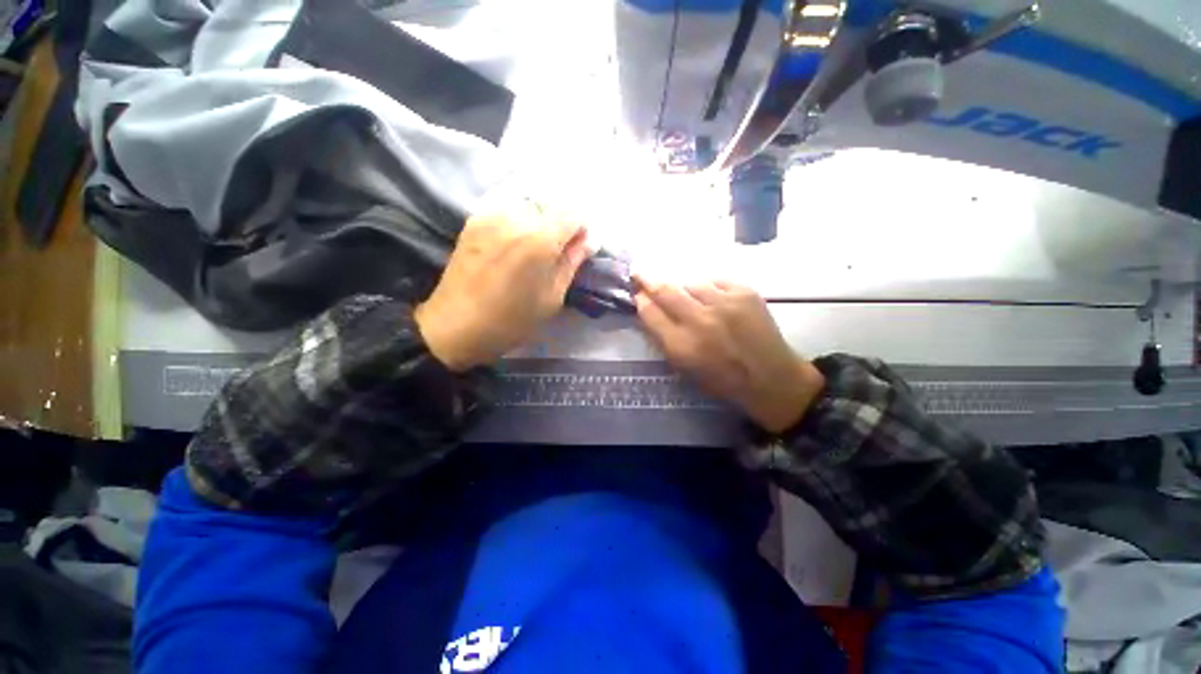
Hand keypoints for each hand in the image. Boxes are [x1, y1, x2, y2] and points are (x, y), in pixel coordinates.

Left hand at [415, 203, 589, 370]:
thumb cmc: (511, 320)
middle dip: (561, 224)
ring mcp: (491, 215)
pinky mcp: (474, 220)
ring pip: (529, 202)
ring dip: (540, 219)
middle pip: (551, 204)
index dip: (580, 229)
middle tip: (557, 250)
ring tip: (534, 247)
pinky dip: (519, 218)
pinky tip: (514, 242)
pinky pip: (507, 207)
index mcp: (539, 240)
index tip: (577, 249)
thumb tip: (588, 241)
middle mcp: (516, 218)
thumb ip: (571, 263)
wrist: (455, 326)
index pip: (573, 213)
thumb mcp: (551, 298)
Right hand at [634, 278, 824, 432]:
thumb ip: (663, 337)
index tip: (637, 293)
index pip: (650, 313)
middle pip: (666, 291)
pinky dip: (709, 288)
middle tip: (639, 272)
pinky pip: (716, 281)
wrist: (771, 377)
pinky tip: (713, 299)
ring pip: (691, 282)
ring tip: (689, 297)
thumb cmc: (722, 379)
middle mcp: (700, 321)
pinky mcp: (745, 293)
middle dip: (648, 279)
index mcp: (682, 346)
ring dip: (684, 287)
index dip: (641, 300)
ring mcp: (725, 304)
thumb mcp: (684, 367)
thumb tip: (648, 308)